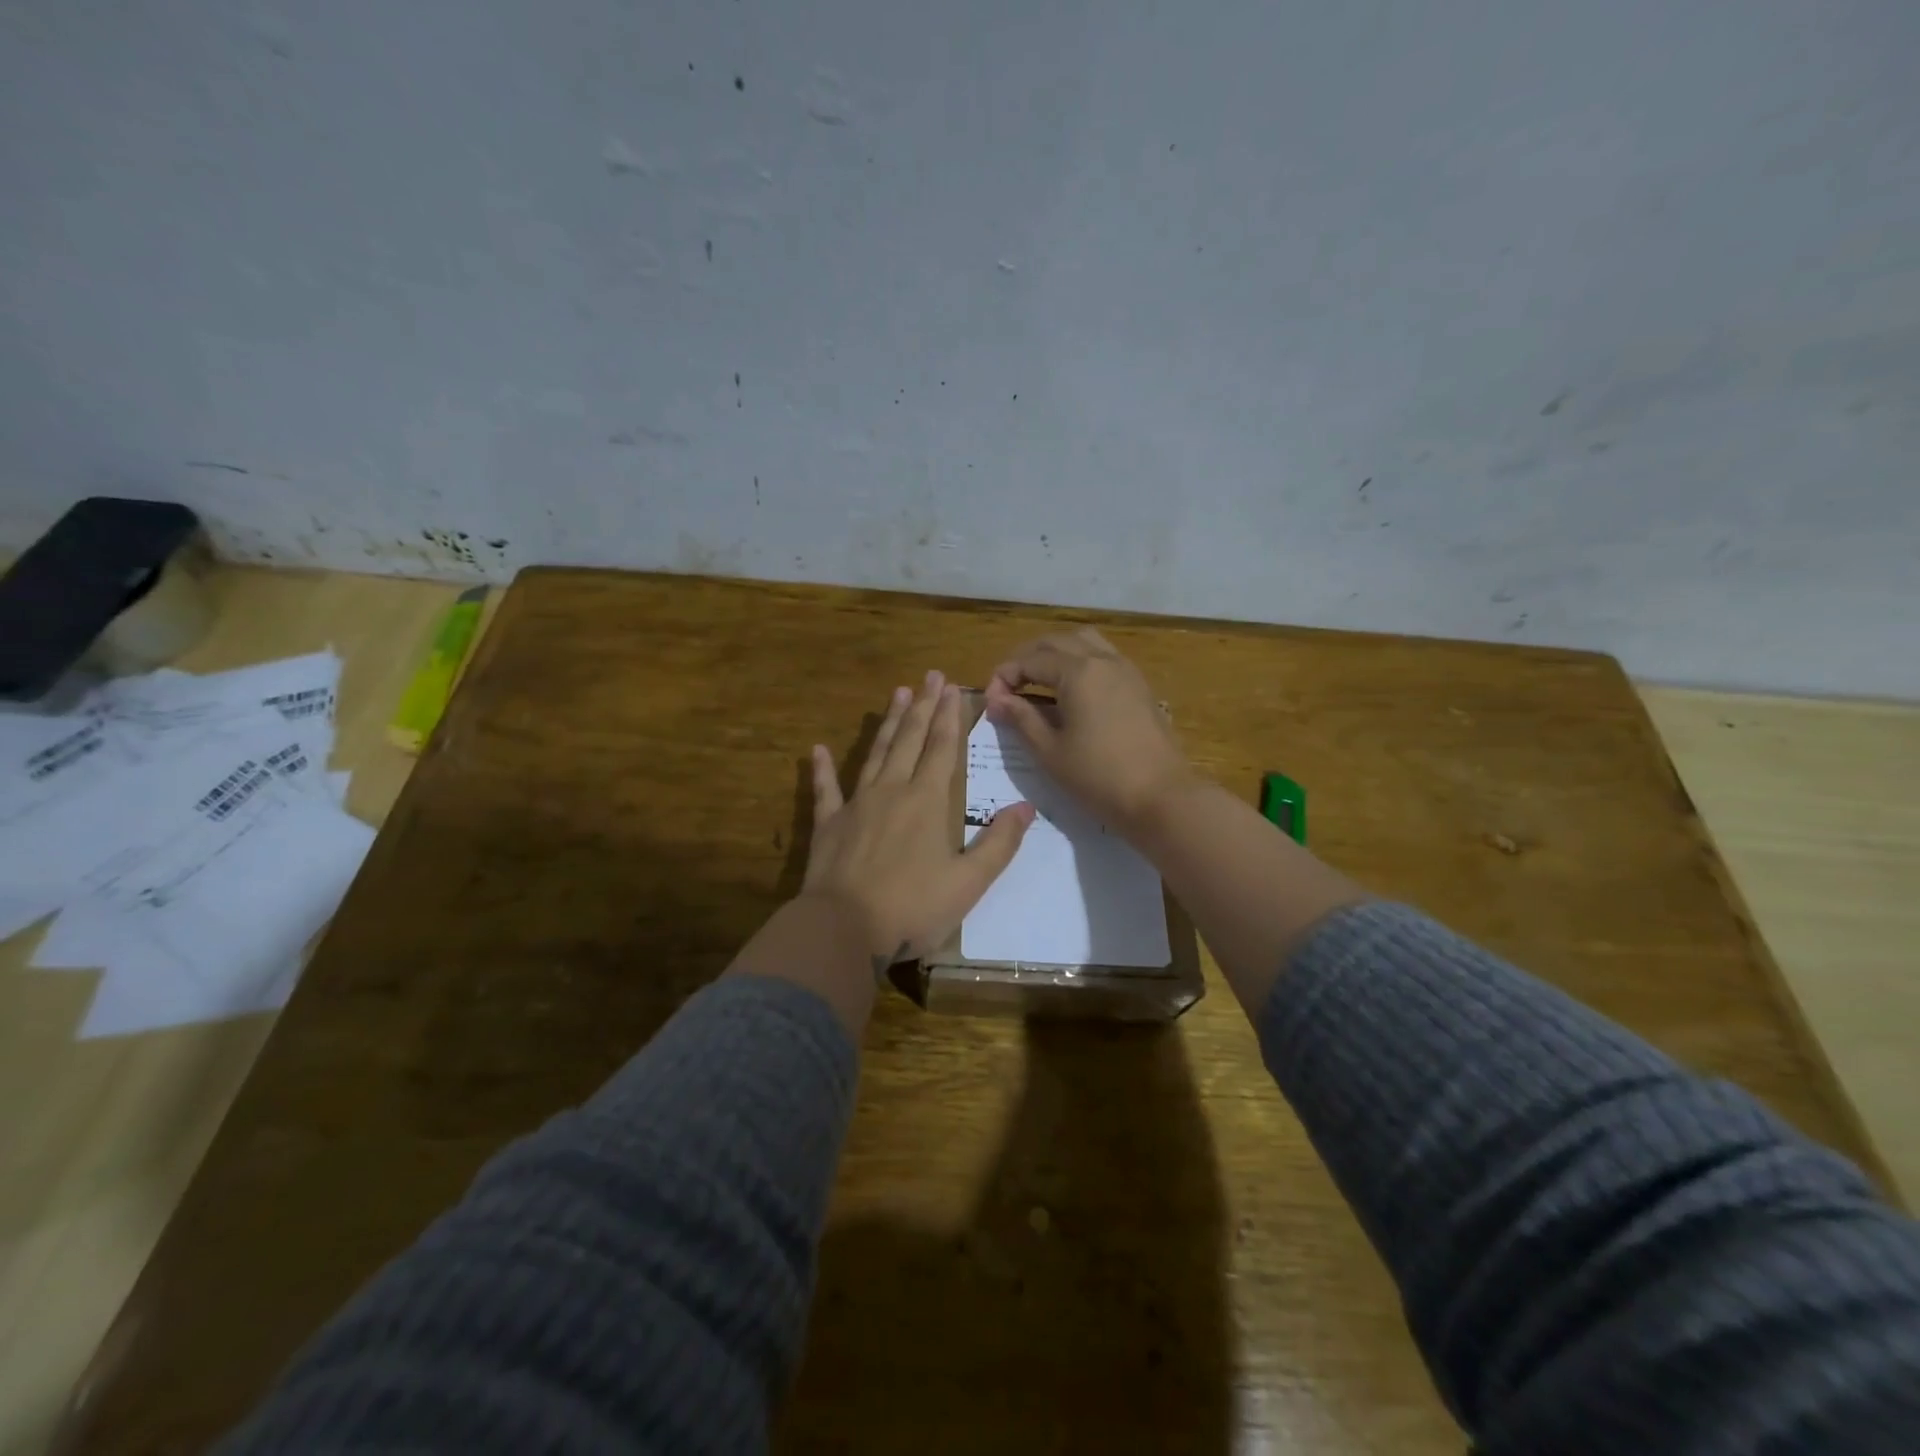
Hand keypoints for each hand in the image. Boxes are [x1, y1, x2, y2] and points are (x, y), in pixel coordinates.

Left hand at [803, 671, 1034, 972]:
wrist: (843, 928)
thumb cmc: (913, 907)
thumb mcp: (968, 882)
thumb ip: (999, 843)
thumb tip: (1026, 807)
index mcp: (927, 801)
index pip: (941, 748)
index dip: (949, 716)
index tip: (952, 687)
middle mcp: (892, 791)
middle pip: (909, 739)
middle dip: (922, 706)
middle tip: (929, 675)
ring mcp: (856, 805)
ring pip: (875, 753)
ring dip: (888, 723)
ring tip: (897, 693)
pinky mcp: (829, 824)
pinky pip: (825, 790)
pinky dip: (822, 769)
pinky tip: (818, 749)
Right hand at [985, 629, 1197, 835]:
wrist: (1161, 796)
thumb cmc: (1099, 777)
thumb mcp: (1050, 751)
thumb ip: (1021, 719)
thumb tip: (996, 700)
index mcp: (1078, 671)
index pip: (1030, 660)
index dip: (1005, 676)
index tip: (991, 701)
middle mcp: (1103, 660)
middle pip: (1056, 642)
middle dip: (1027, 658)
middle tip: (1010, 686)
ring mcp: (1126, 670)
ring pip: (1084, 642)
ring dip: (1056, 653)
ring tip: (1039, 681)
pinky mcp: (1139, 686)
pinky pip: (1104, 657)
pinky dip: (1081, 662)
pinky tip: (1072, 691)